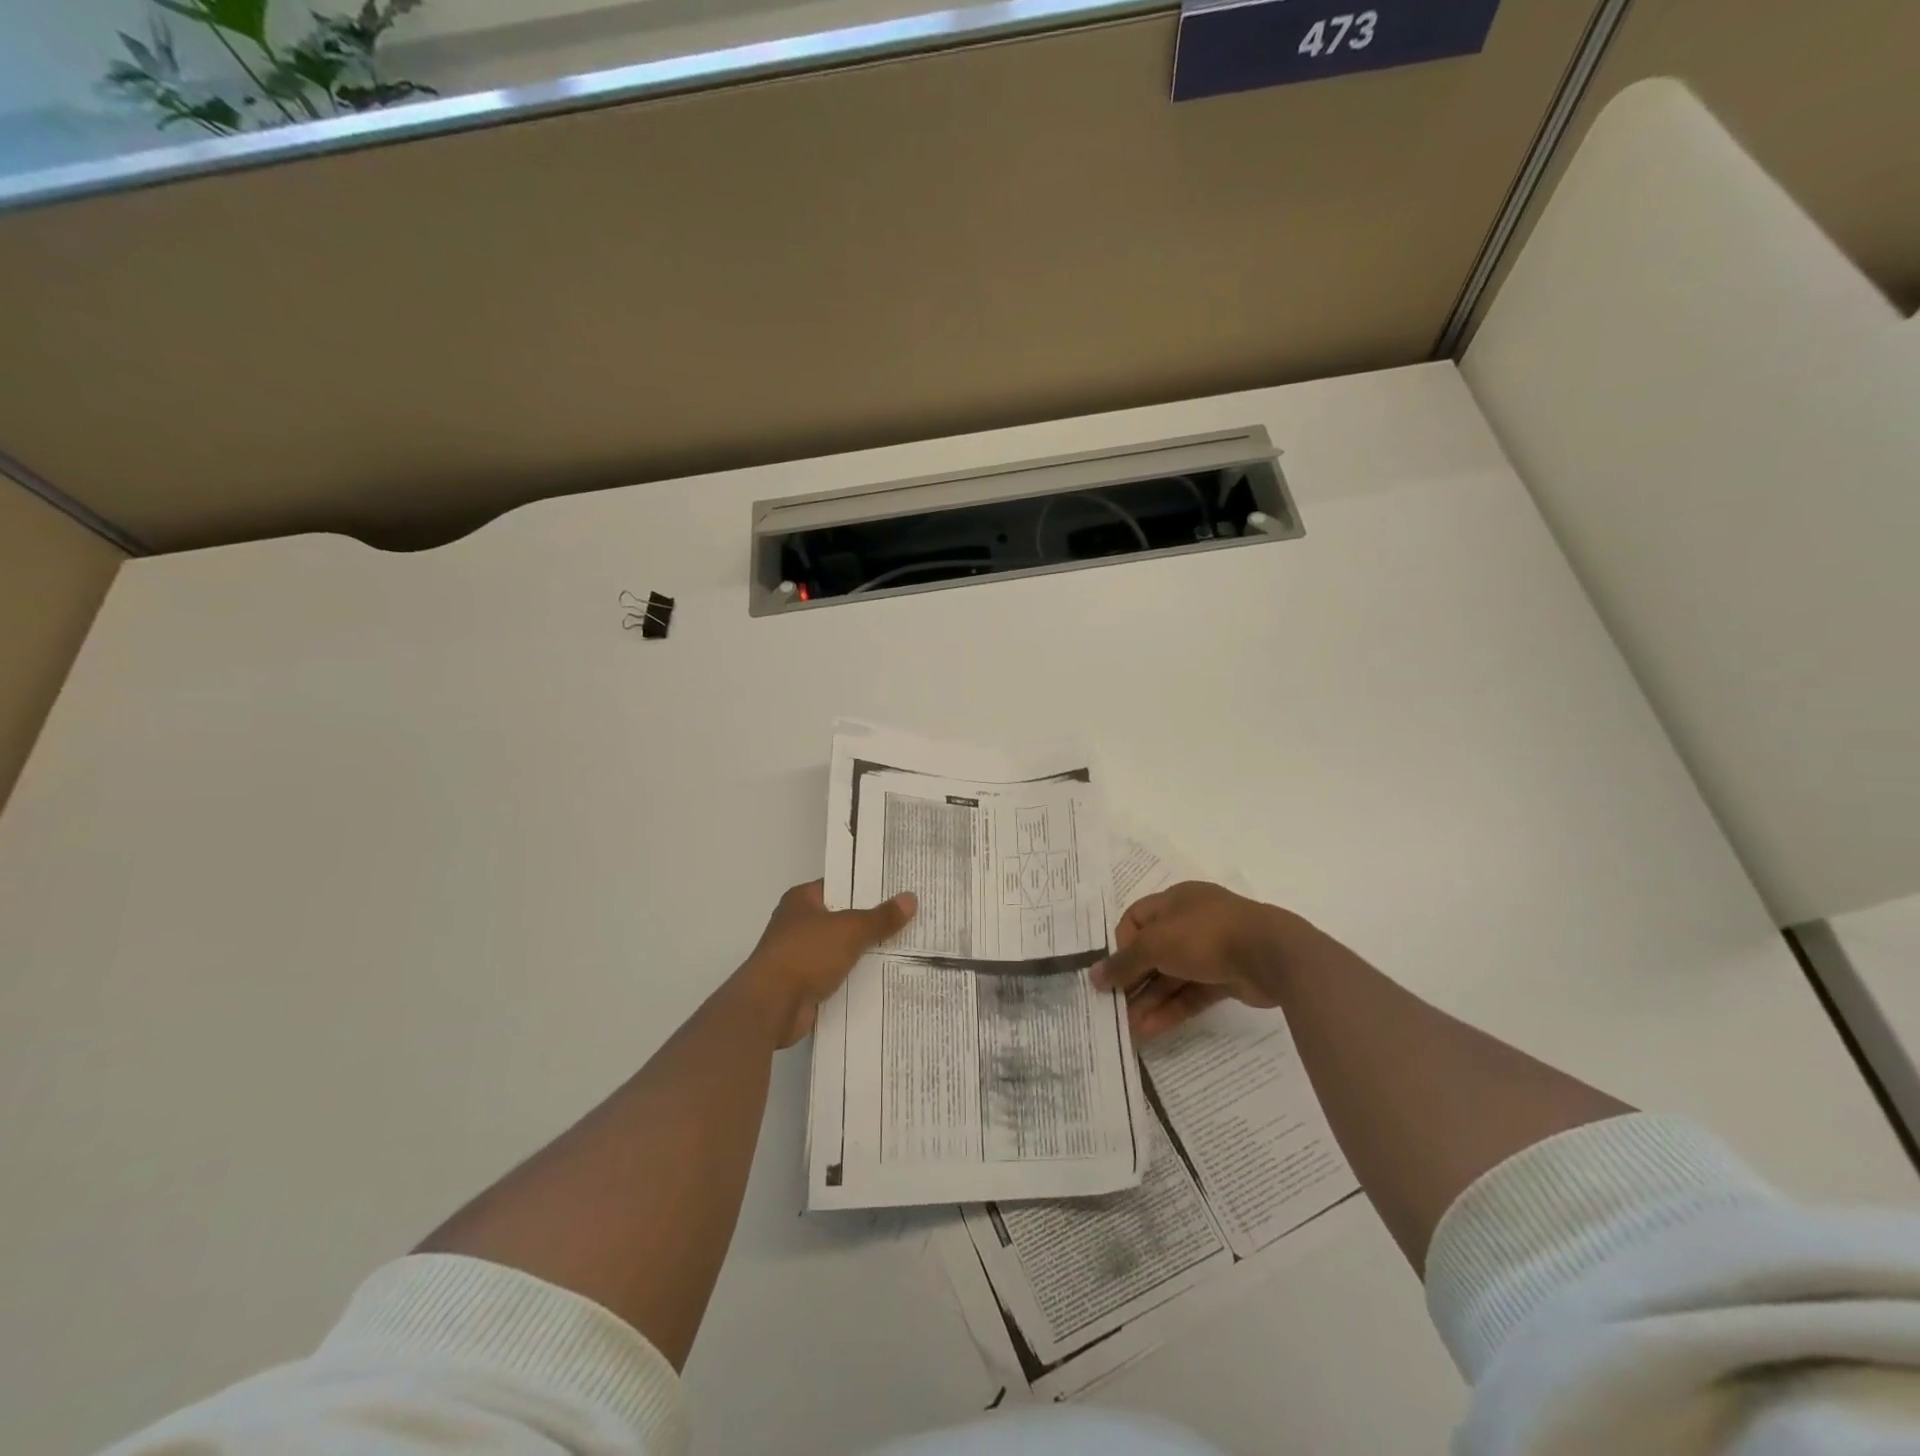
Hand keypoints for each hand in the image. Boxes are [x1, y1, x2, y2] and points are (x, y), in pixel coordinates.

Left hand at [735, 880, 916, 1047]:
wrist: (771, 1006)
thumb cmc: (806, 954)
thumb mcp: (850, 930)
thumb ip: (880, 917)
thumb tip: (911, 898)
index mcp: (802, 900)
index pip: (840, 885)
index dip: (867, 887)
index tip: (898, 889)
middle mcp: (799, 924)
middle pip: (842, 918)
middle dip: (871, 921)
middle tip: (909, 919)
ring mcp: (800, 955)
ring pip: (841, 948)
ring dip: (865, 952)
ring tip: (905, 948)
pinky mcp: (804, 984)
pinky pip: (837, 975)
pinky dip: (855, 977)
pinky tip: (883, 978)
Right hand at [1091, 881, 1301, 1038]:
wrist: (1271, 956)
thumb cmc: (1205, 935)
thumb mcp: (1156, 943)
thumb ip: (1124, 962)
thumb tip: (1094, 975)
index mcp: (1175, 901)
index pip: (1136, 919)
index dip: (1121, 944)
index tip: (1112, 970)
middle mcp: (1191, 922)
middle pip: (1153, 952)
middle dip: (1133, 980)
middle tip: (1114, 1007)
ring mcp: (1211, 951)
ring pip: (1172, 977)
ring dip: (1149, 1001)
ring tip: (1128, 1028)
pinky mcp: (1227, 979)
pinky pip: (1191, 995)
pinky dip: (1171, 1011)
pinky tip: (1149, 1030)